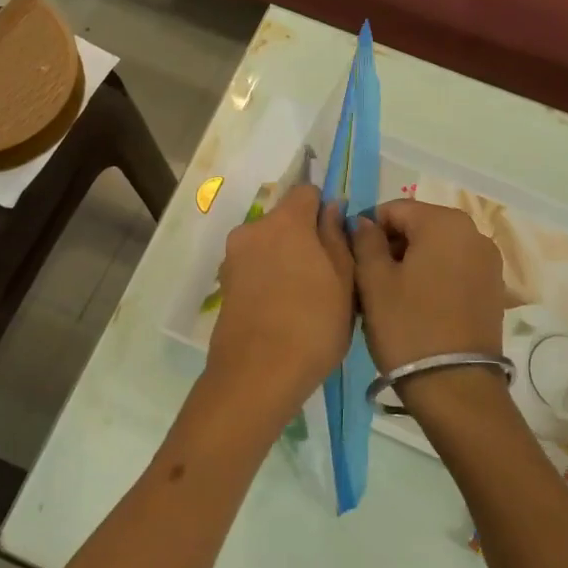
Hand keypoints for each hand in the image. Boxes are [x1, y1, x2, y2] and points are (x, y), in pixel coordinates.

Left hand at [197, 184, 354, 437]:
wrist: (257, 375)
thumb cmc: (313, 324)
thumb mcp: (344, 280)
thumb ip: (337, 237)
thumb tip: (332, 208)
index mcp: (285, 221)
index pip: (307, 192)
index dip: (325, 208)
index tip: (339, 238)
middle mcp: (253, 229)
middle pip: (285, 219)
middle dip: (305, 236)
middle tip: (327, 274)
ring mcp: (234, 257)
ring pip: (268, 244)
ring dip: (286, 258)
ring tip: (305, 297)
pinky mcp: (224, 284)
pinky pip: (254, 267)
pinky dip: (269, 277)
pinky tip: (283, 309)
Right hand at [350, 199, 508, 414]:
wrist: (455, 387)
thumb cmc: (408, 326)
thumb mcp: (374, 281)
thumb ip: (365, 240)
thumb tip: (364, 222)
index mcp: (444, 222)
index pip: (394, 209)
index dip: (367, 228)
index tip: (351, 257)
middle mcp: (473, 233)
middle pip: (419, 226)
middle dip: (391, 245)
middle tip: (367, 279)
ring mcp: (488, 262)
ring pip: (436, 248)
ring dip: (411, 262)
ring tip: (389, 296)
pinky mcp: (493, 289)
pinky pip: (454, 269)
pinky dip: (432, 277)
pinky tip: (415, 305)